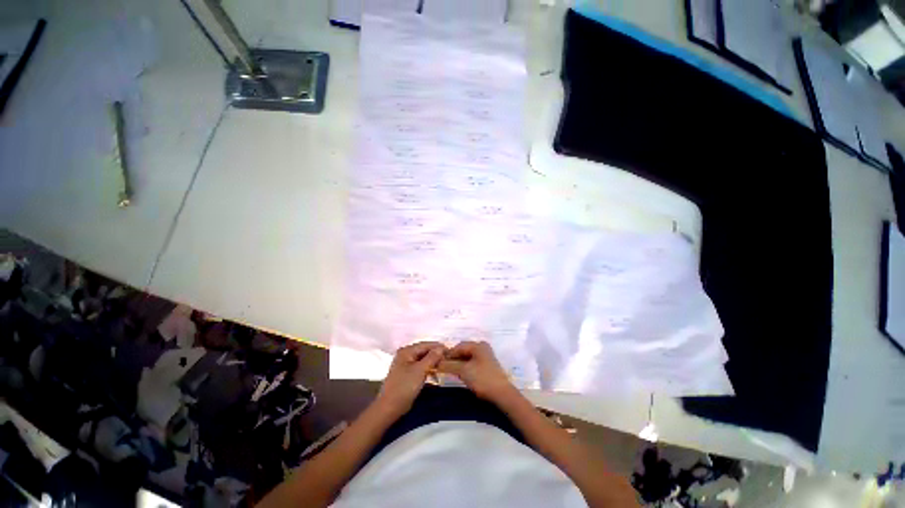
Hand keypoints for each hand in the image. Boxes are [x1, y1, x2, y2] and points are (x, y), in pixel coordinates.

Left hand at [375, 342, 445, 418]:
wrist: (389, 408)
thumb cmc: (404, 387)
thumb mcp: (420, 370)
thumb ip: (432, 357)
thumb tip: (441, 347)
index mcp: (407, 351)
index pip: (426, 344)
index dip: (438, 347)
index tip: (451, 351)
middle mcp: (405, 354)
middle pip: (424, 351)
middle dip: (436, 354)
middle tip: (449, 359)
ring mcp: (405, 364)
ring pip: (423, 359)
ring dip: (433, 362)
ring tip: (444, 366)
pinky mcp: (406, 373)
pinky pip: (420, 366)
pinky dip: (428, 368)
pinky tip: (435, 373)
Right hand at [437, 341, 515, 402]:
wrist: (502, 394)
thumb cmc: (482, 379)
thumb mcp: (463, 371)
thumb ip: (450, 365)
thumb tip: (437, 362)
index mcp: (478, 345)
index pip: (458, 346)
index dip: (448, 354)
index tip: (438, 363)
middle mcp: (483, 347)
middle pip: (463, 351)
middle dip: (453, 359)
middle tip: (444, 368)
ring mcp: (486, 356)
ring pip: (468, 357)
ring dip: (459, 364)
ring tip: (451, 372)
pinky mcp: (488, 366)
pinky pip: (473, 362)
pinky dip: (465, 367)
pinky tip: (461, 374)